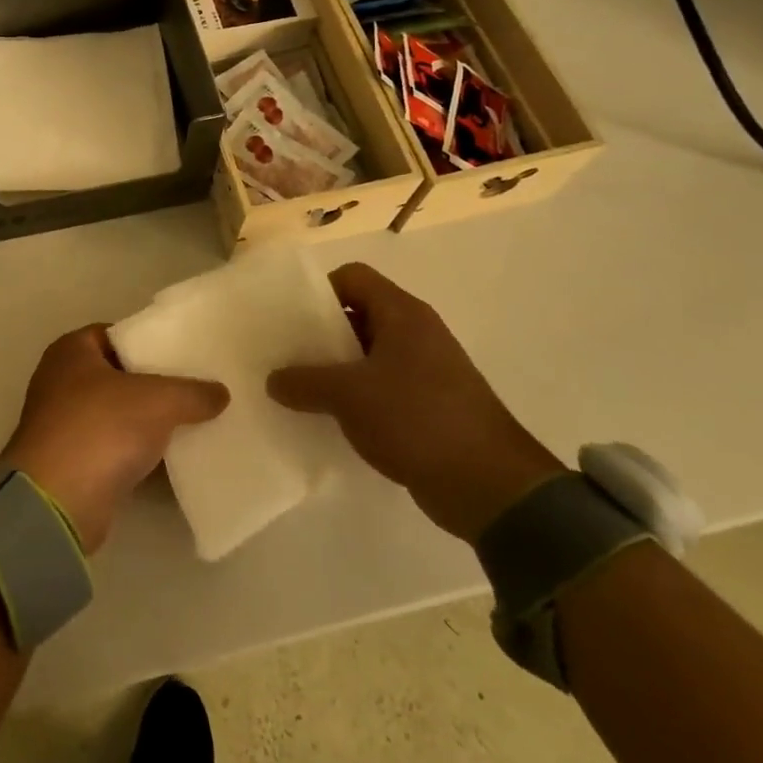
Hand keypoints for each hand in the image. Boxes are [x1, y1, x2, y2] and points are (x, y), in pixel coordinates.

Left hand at [0, 326, 228, 552]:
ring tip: (196, 421)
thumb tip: (220, 392)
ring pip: (118, 414)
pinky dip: (140, 452)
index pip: (116, 335)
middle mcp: (61, 381)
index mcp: (71, 351)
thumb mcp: (158, 400)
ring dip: (149, 422)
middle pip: (119, 375)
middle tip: (196, 388)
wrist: (58, 502)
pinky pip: (116, 448)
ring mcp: (65, 424)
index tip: (184, 353)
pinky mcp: (73, 464)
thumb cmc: (101, 428)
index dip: (149, 342)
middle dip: (155, 384)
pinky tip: (175, 458)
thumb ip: (191, 392)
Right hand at [267, 263, 564, 542]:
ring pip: (368, 354)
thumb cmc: (416, 418)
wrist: (488, 485)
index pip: (353, 277)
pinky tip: (330, 417)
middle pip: (358, 314)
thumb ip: (304, 382)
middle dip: (320, 332)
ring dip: (335, 368)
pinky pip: (381, 387)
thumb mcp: (348, 395)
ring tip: (299, 387)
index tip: (290, 317)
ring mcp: (425, 370)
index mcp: (402, 313)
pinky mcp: (428, 405)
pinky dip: (355, 396)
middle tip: (285, 353)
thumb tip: (273, 380)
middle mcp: (416, 333)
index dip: (319, 289)